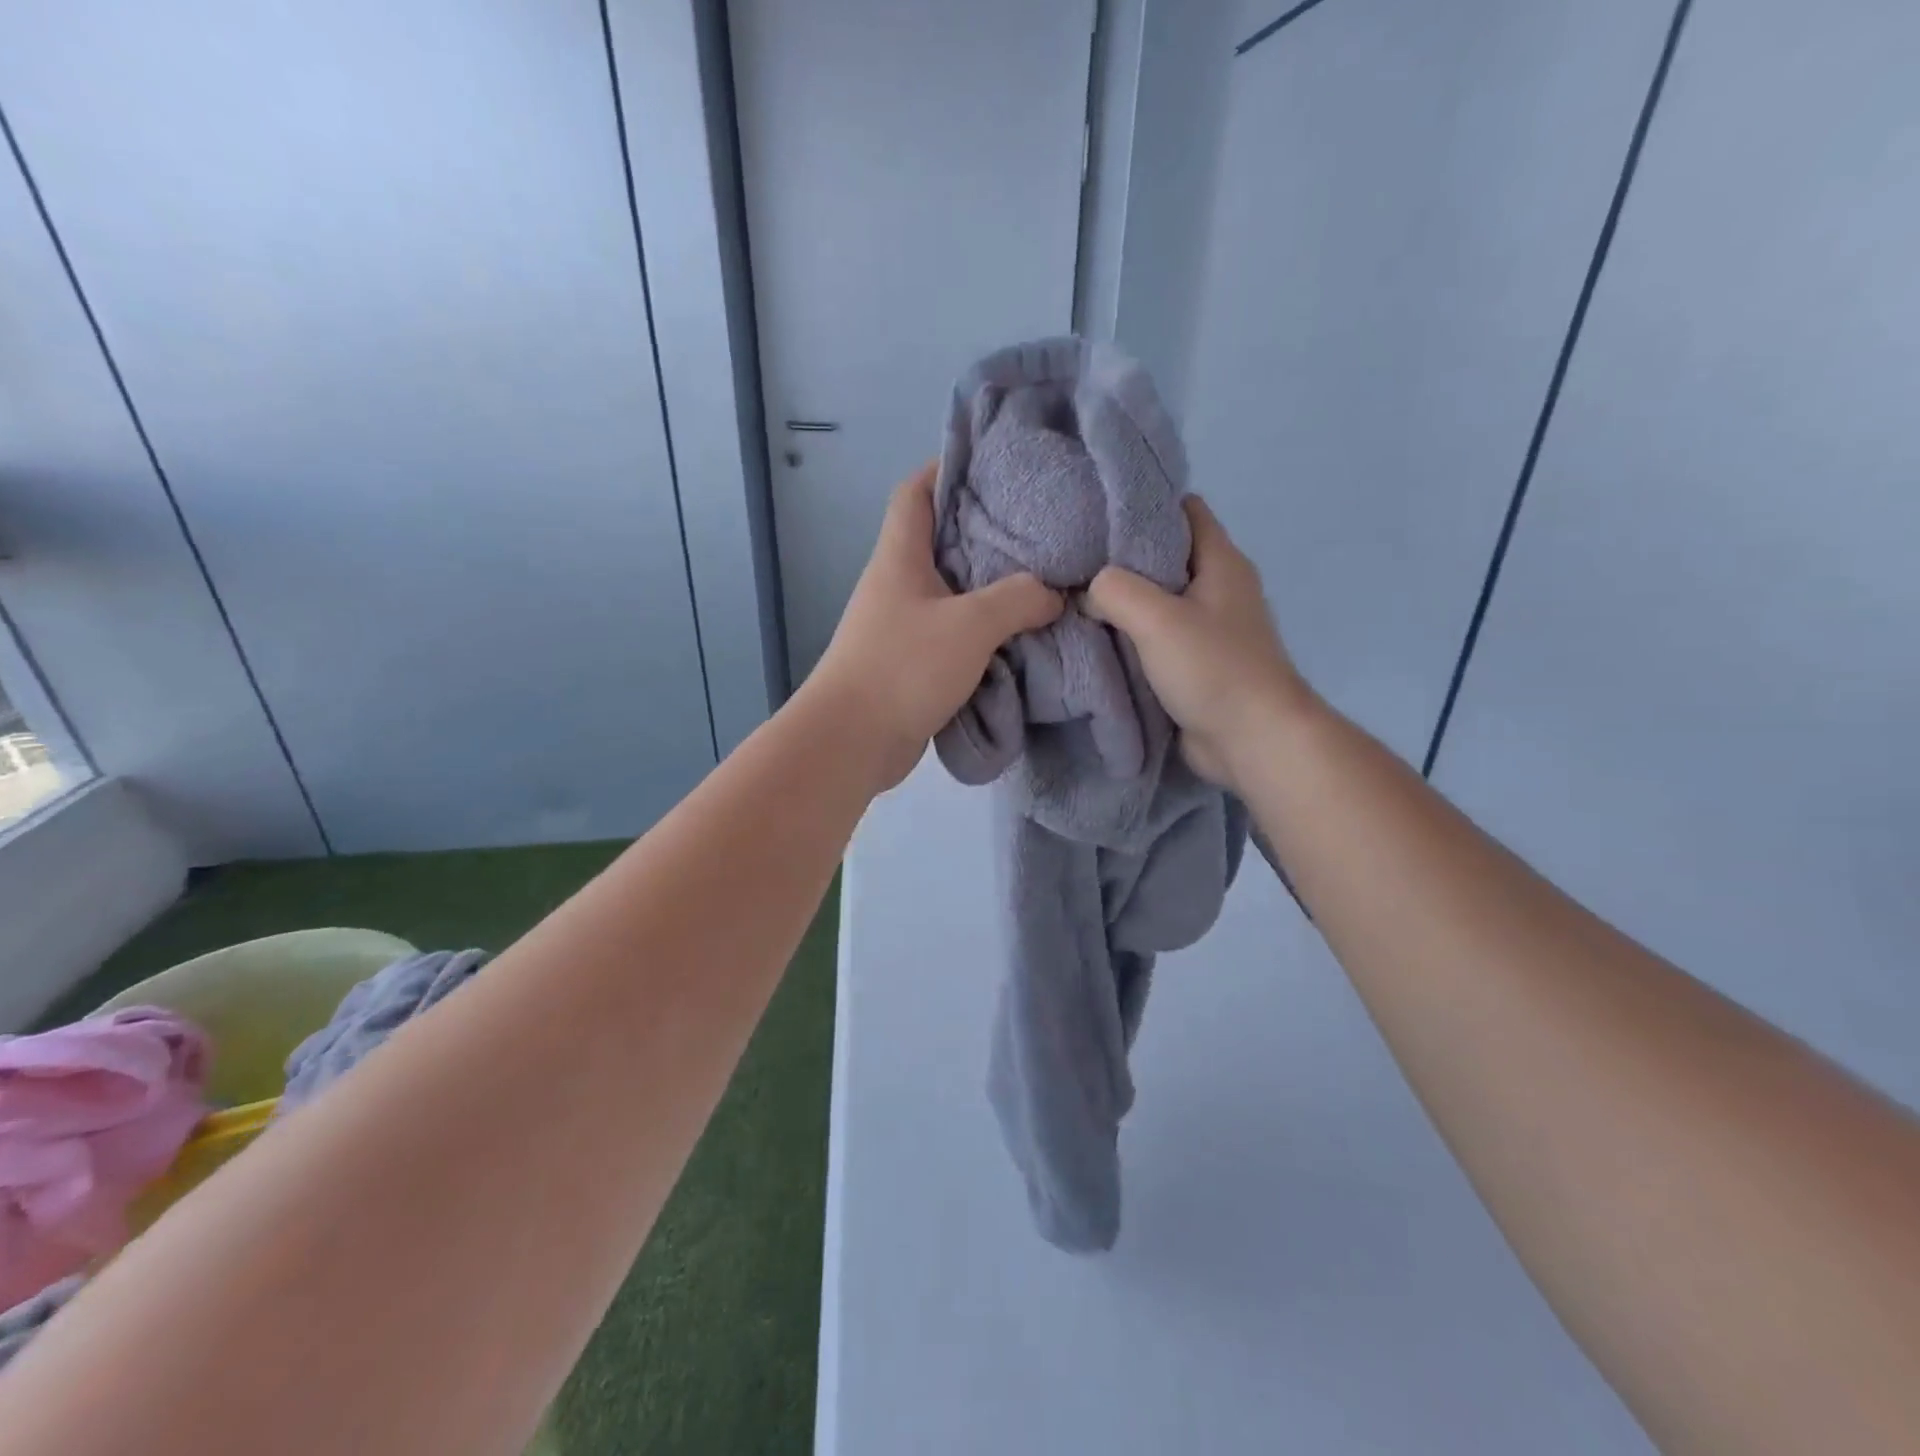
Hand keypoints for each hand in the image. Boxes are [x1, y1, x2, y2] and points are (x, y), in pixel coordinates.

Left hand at [811, 462, 1062, 791]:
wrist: (852, 742)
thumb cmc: (903, 667)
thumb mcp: (970, 624)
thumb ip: (1018, 599)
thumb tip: (1055, 594)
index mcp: (900, 557)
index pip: (916, 492)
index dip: (947, 468)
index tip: (993, 464)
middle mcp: (897, 584)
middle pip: (941, 540)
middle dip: (986, 530)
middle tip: (1039, 527)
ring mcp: (902, 626)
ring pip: (952, 592)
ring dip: (990, 588)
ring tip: (1041, 580)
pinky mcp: (911, 663)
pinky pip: (954, 634)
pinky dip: (984, 632)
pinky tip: (1020, 635)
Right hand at [1085, 496, 1308, 787]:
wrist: (1251, 741)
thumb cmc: (1213, 669)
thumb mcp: (1156, 618)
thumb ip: (1114, 591)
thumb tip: (1087, 591)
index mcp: (1221, 562)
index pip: (1183, 509)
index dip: (1143, 507)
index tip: (1097, 516)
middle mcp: (1218, 588)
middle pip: (1165, 555)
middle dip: (1122, 558)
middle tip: (1074, 561)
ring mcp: (1209, 628)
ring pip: (1158, 599)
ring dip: (1123, 602)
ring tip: (1075, 598)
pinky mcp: (1197, 663)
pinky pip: (1157, 637)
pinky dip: (1131, 636)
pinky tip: (1097, 639)